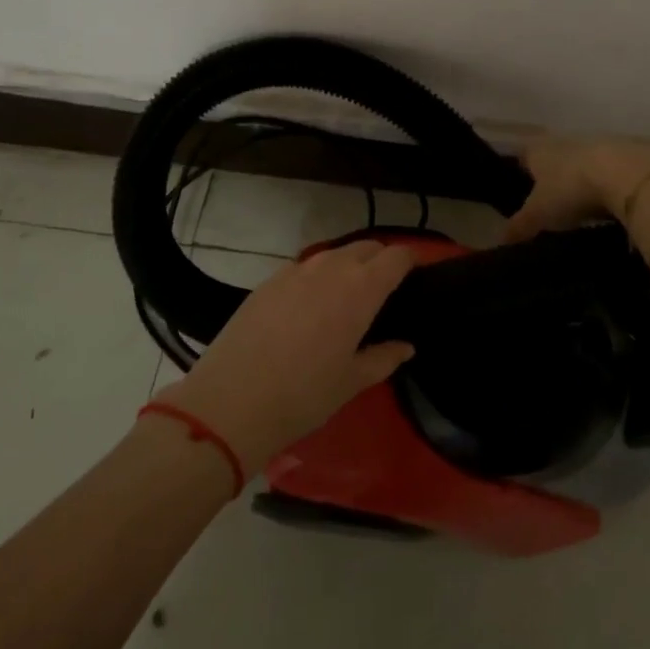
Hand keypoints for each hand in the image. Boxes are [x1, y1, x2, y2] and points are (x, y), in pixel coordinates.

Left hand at [156, 241, 416, 471]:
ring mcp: (295, 270)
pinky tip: (312, 304)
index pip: (395, 256)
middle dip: (381, 259)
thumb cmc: (304, 395)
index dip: (411, 260)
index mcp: (360, 289)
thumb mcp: (352, 382)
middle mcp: (330, 268)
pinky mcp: (268, 280)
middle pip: (366, 247)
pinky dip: (318, 276)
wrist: (232, 401)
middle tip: (386, 288)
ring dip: (349, 265)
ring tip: (350, 295)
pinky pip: (304, 267)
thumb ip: (384, 358)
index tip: (418, 274)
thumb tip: (406, 346)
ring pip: (333, 254)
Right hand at [504, 137, 649, 242]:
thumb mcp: (539, 214)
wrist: (628, 174)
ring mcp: (599, 145)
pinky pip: (612, 172)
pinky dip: (609, 186)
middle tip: (551, 204)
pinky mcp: (628, 155)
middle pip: (554, 157)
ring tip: (582, 209)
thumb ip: (519, 226)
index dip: (519, 169)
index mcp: (539, 151)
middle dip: (553, 176)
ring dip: (582, 180)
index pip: (522, 155)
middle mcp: (565, 141)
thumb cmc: (571, 189)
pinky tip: (612, 206)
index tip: (519, 186)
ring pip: (583, 163)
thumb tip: (499, 240)